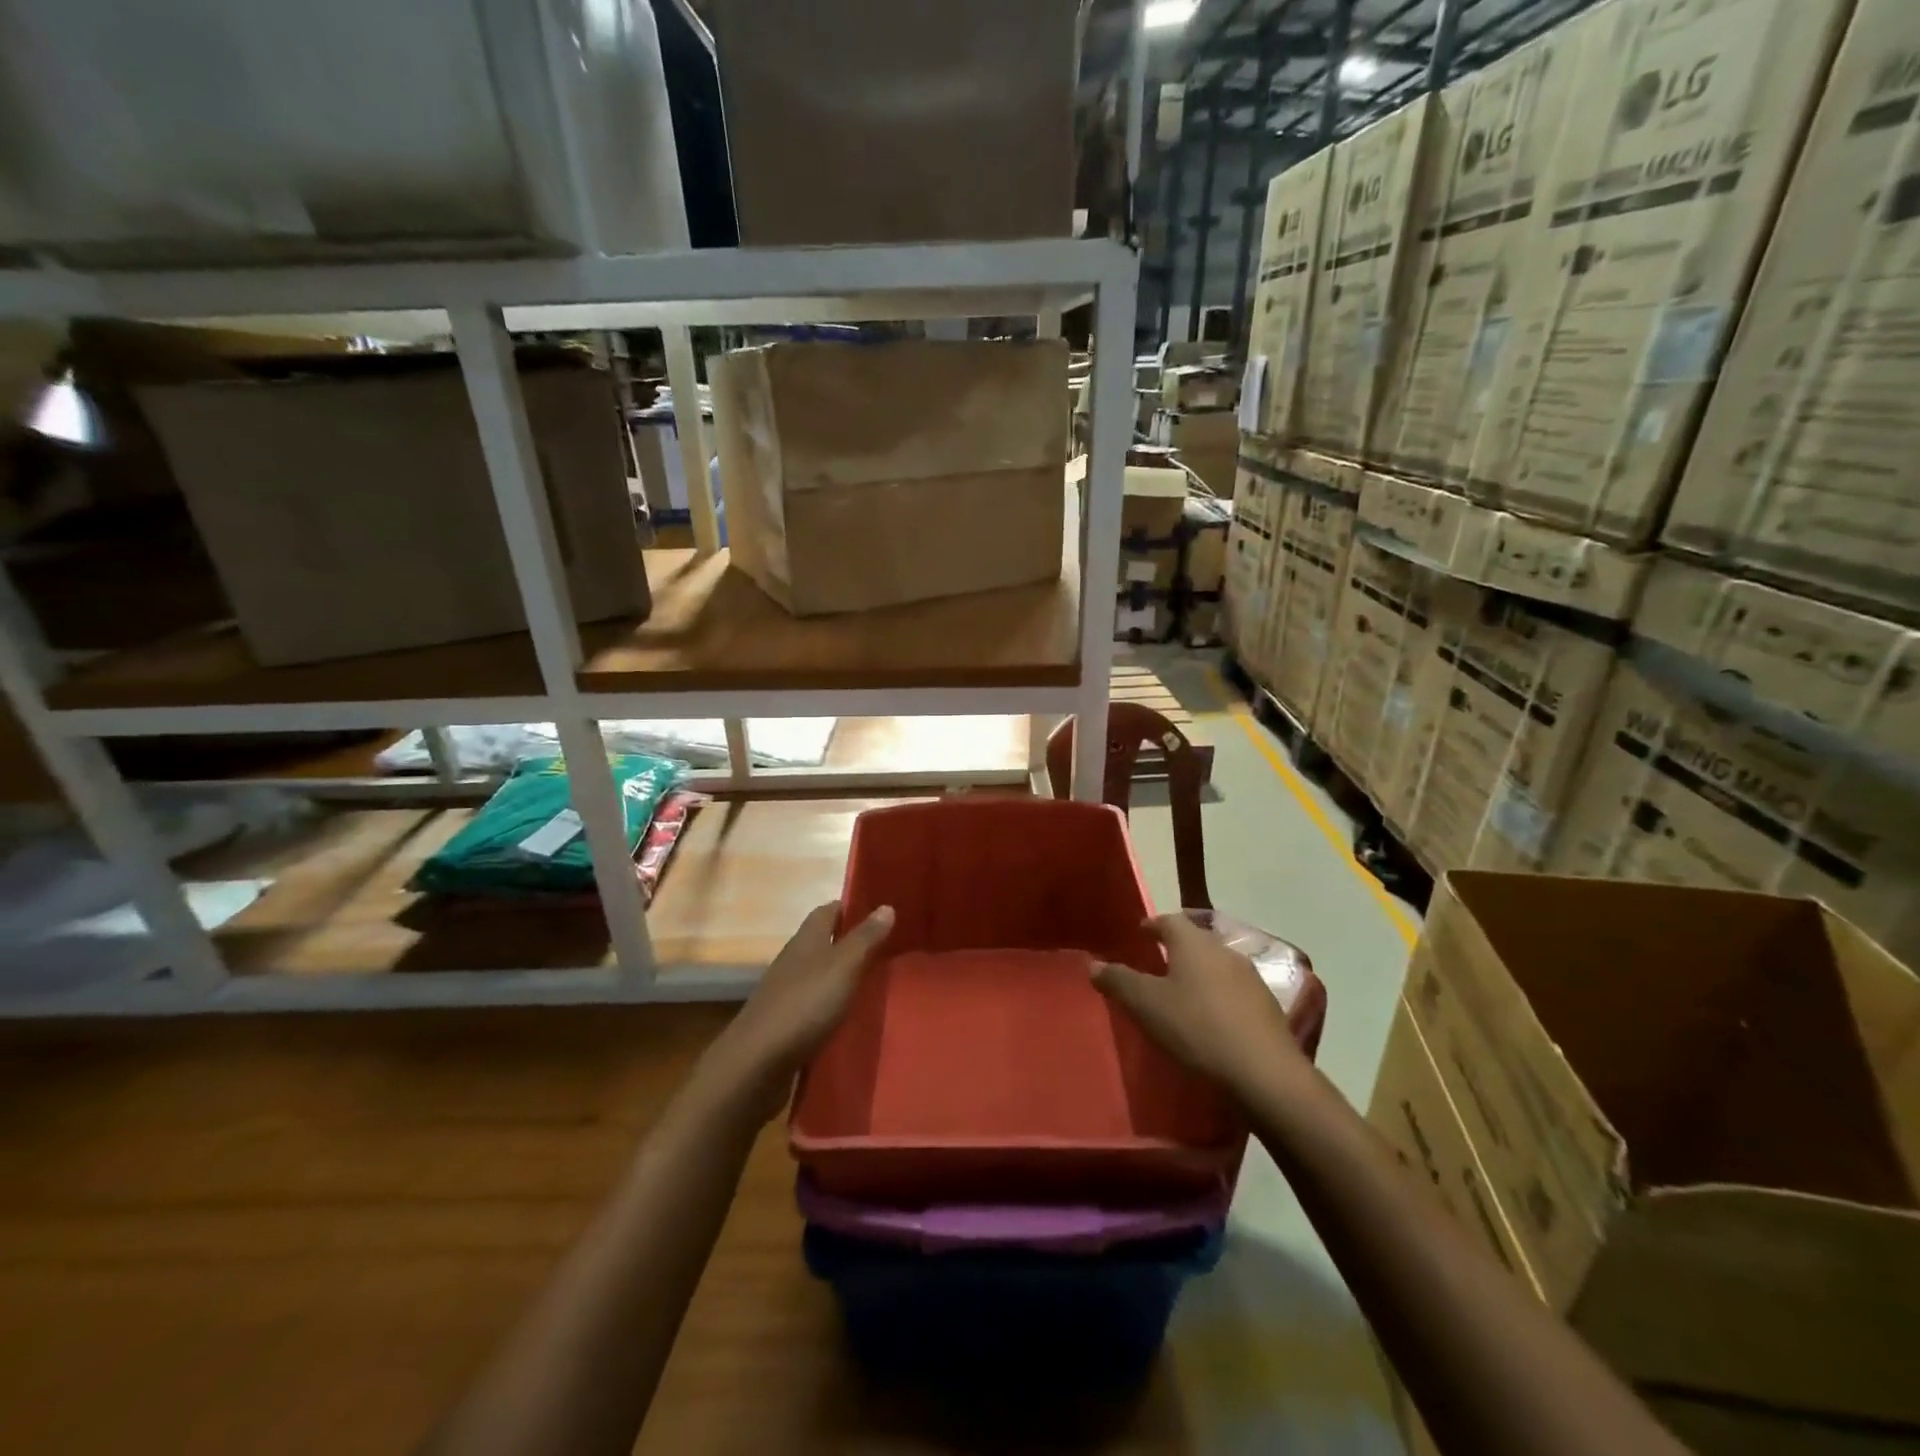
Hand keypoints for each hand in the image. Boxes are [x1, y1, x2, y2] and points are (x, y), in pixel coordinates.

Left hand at [709, 901, 894, 1116]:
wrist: (757, 1063)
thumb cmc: (804, 1004)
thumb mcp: (843, 966)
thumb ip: (865, 938)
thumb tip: (886, 905)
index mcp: (806, 939)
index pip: (829, 910)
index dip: (853, 907)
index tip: (882, 910)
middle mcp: (795, 960)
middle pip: (825, 941)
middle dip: (853, 942)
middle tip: (891, 947)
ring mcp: (787, 992)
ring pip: (821, 974)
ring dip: (844, 975)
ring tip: (879, 982)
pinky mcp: (786, 1023)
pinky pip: (816, 1005)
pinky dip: (835, 1005)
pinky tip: (853, 1016)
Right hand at [1092, 913, 1306, 1098]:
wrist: (1264, 1072)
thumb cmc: (1197, 1028)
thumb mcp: (1146, 1006)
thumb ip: (1119, 981)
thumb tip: (1093, 964)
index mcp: (1193, 943)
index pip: (1169, 920)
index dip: (1152, 925)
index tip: (1140, 933)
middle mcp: (1223, 950)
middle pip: (1195, 940)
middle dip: (1176, 948)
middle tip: (1156, 964)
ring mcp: (1250, 977)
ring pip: (1216, 965)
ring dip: (1199, 973)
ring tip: (1182, 992)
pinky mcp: (1267, 1005)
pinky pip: (1234, 990)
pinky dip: (1218, 995)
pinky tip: (1211, 1018)